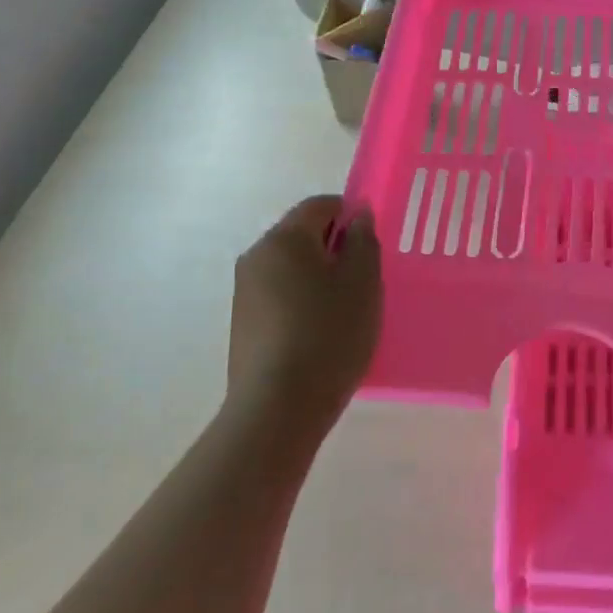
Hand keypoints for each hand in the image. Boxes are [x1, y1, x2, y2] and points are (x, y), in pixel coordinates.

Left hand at [226, 196, 381, 442]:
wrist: (278, 407)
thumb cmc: (329, 334)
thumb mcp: (363, 282)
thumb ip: (364, 241)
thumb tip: (357, 217)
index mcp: (284, 238)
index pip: (319, 205)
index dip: (350, 214)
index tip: (371, 244)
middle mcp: (257, 256)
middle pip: (301, 235)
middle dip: (334, 248)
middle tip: (364, 280)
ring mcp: (244, 291)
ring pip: (290, 267)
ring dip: (318, 277)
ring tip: (345, 311)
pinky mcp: (242, 323)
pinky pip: (279, 295)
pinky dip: (302, 301)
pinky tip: (321, 333)